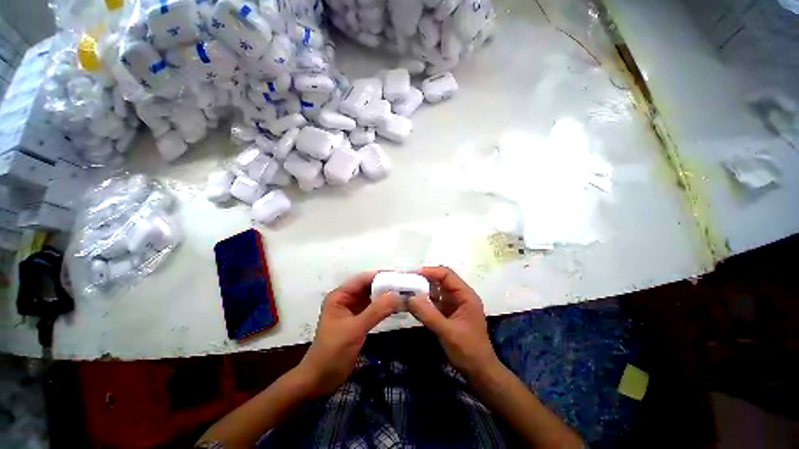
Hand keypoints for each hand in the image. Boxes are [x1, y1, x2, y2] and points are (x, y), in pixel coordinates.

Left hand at [297, 272, 398, 396]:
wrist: (321, 380)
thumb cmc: (332, 352)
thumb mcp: (355, 329)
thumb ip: (376, 311)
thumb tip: (397, 295)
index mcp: (340, 296)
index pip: (363, 279)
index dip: (381, 275)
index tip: (400, 275)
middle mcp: (347, 299)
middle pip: (369, 286)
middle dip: (386, 285)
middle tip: (406, 284)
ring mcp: (353, 309)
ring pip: (373, 297)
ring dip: (387, 295)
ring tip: (405, 292)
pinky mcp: (359, 320)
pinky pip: (374, 308)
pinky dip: (385, 306)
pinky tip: (397, 306)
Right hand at [407, 266, 499, 378]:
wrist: (479, 372)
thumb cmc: (468, 351)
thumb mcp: (447, 332)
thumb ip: (428, 314)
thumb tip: (409, 297)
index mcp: (466, 295)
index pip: (446, 274)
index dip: (430, 271)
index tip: (412, 274)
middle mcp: (460, 296)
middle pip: (440, 280)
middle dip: (423, 279)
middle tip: (405, 281)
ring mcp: (454, 304)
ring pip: (436, 290)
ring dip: (422, 290)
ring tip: (405, 290)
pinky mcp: (448, 313)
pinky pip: (434, 302)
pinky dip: (423, 301)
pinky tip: (412, 303)